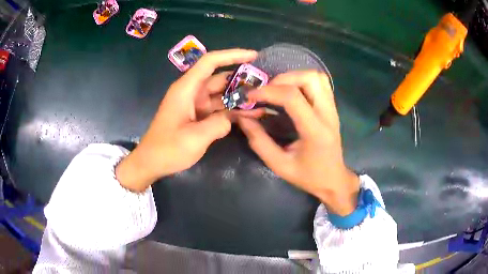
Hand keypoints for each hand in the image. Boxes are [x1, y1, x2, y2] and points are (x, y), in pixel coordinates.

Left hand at [116, 49, 257, 191]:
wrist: (151, 163)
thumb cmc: (168, 149)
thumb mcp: (195, 138)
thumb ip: (219, 124)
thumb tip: (232, 117)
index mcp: (186, 89)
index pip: (210, 62)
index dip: (232, 55)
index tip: (253, 56)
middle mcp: (191, 92)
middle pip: (220, 79)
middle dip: (241, 81)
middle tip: (265, 87)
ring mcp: (194, 105)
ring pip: (221, 95)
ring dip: (238, 98)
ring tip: (261, 103)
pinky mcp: (197, 117)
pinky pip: (217, 109)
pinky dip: (231, 111)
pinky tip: (248, 116)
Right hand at [238, 71, 359, 215]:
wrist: (333, 180)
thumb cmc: (307, 176)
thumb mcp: (279, 165)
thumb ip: (259, 140)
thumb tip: (242, 117)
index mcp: (315, 131)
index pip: (292, 97)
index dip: (268, 91)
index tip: (250, 96)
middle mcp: (328, 114)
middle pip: (309, 78)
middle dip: (283, 79)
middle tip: (266, 91)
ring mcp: (333, 109)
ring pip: (316, 77)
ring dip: (294, 77)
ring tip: (278, 89)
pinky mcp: (333, 108)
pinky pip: (320, 83)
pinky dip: (303, 81)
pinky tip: (291, 92)